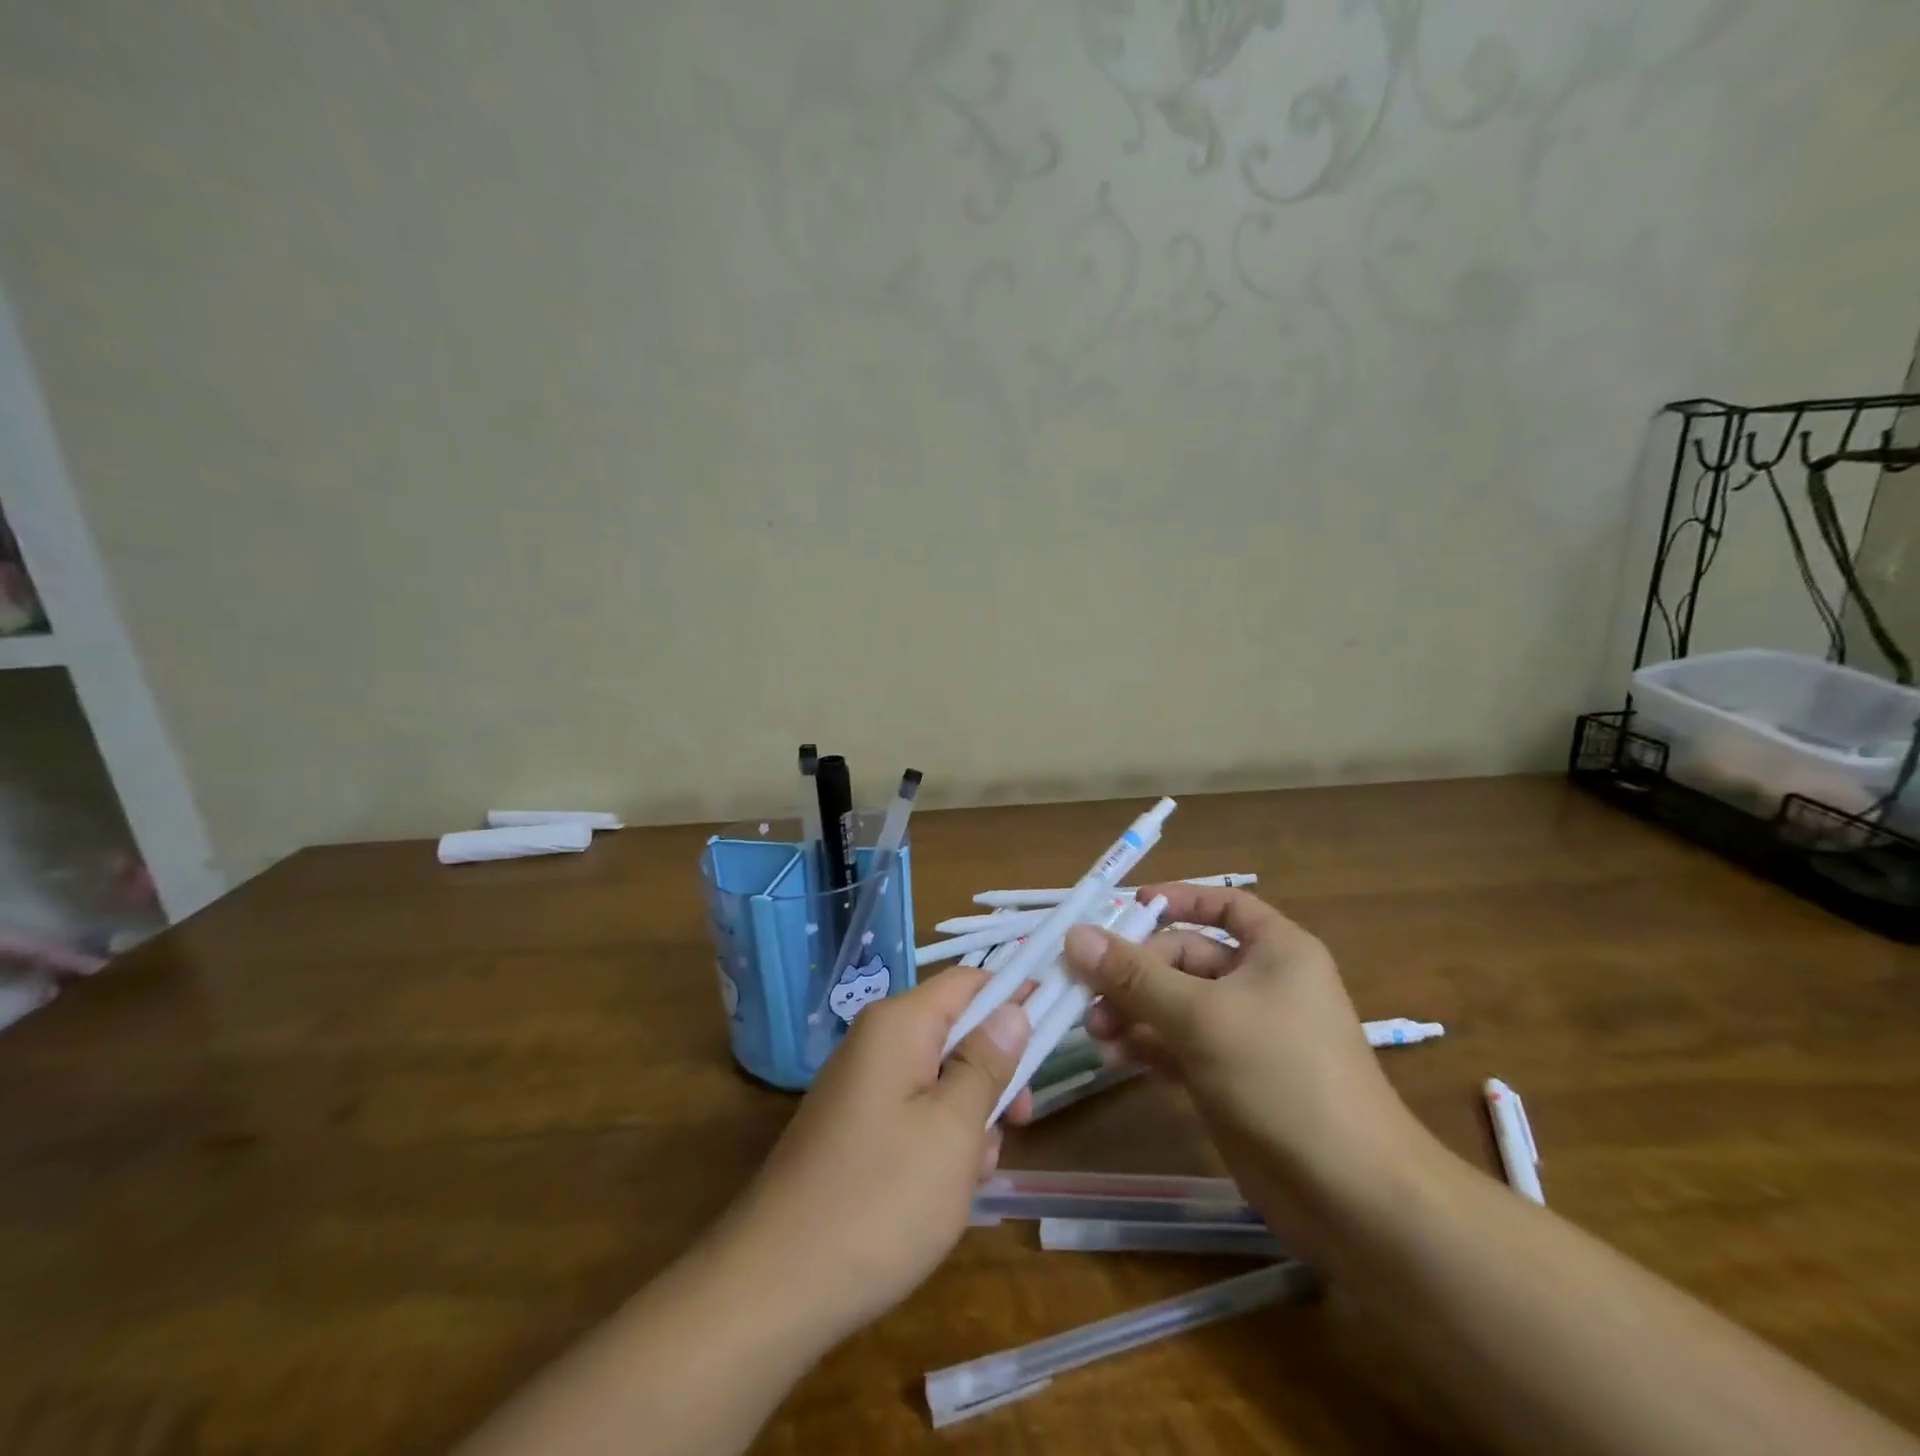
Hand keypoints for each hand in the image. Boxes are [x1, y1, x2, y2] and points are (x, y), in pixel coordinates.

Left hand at [718, 968, 1032, 1348]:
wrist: (776, 1286)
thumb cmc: (880, 1198)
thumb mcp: (953, 1128)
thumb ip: (987, 1062)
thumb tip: (1012, 1008)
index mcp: (899, 1025)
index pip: (970, 981)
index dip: (1016, 993)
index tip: (1059, 1020)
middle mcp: (877, 1042)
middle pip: (957, 1032)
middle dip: (994, 1073)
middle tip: (1020, 1120)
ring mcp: (862, 1087)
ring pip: (940, 1079)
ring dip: (970, 1117)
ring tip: (972, 1173)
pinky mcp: (855, 1129)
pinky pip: (914, 1113)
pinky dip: (940, 1142)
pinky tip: (944, 1193)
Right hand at [1062, 886, 1429, 1253]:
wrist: (1350, 1195)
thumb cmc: (1281, 1076)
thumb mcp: (1201, 1016)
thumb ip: (1134, 976)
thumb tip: (1075, 935)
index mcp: (1275, 951)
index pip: (1223, 905)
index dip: (1177, 900)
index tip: (1125, 909)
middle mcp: (1260, 984)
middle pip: (1184, 958)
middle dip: (1135, 974)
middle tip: (1088, 994)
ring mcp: (1244, 1034)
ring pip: (1175, 1005)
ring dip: (1133, 1013)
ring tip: (1096, 1034)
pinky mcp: (1230, 1078)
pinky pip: (1179, 1046)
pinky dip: (1148, 1047)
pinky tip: (1116, 1060)